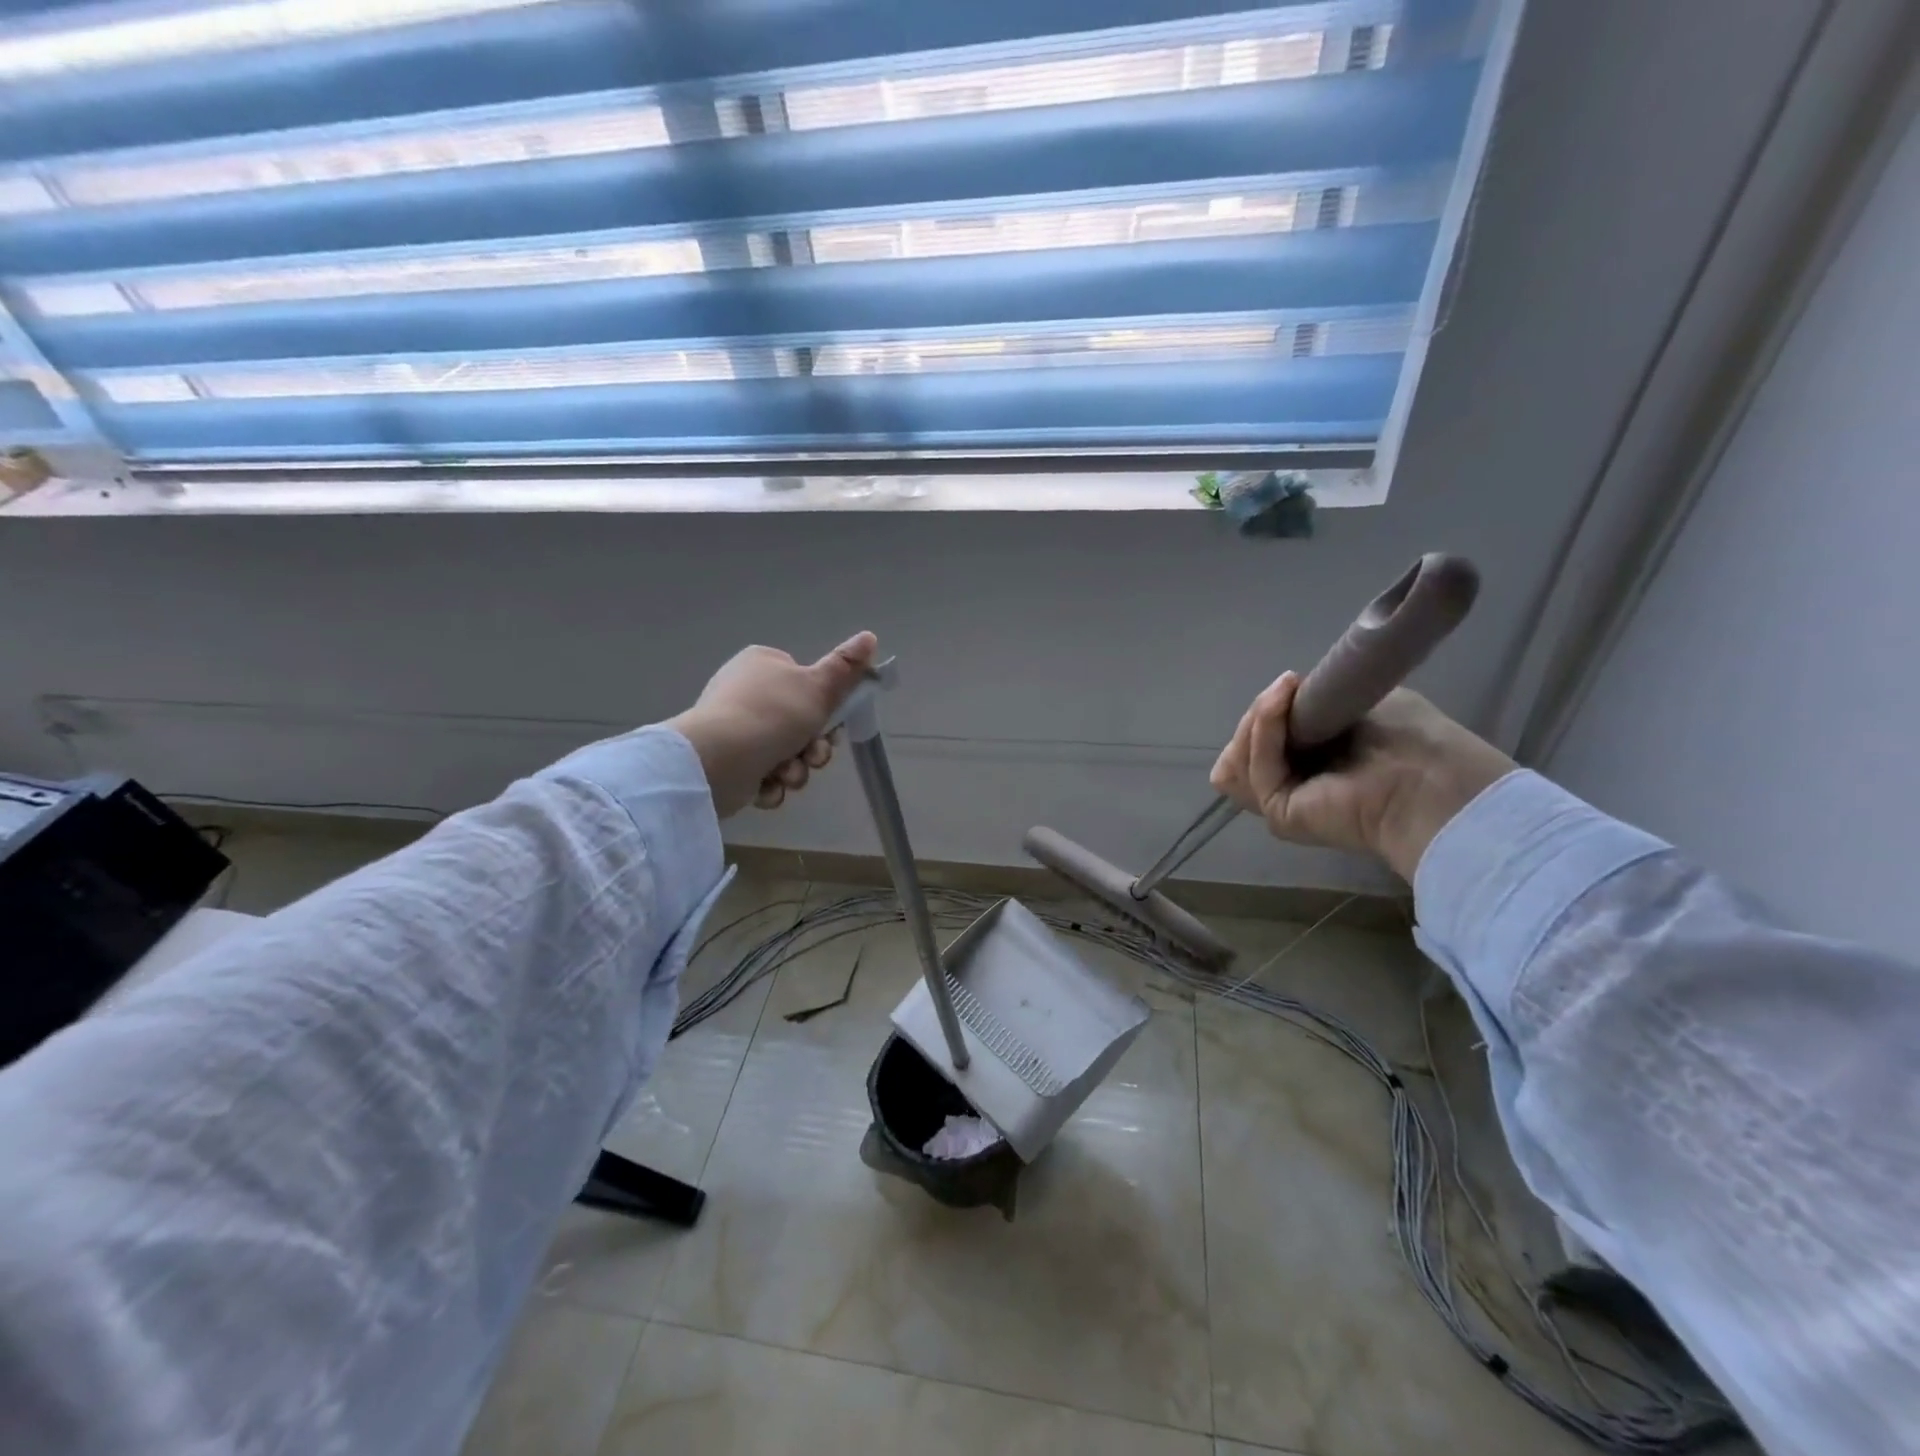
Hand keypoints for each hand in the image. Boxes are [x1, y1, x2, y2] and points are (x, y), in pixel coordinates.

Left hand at [669, 632, 878, 817]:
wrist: (719, 761)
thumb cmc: (773, 715)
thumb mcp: (819, 686)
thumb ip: (846, 666)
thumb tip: (870, 636)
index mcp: (763, 665)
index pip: (805, 683)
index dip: (826, 708)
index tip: (834, 725)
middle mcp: (746, 692)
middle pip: (799, 723)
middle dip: (812, 748)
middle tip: (813, 756)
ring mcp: (733, 728)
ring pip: (784, 753)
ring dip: (795, 769)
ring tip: (786, 775)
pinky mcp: (726, 762)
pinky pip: (762, 774)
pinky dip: (770, 784)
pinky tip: (766, 786)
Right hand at [1209, 672, 1514, 880]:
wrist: (1430, 777)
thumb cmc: (1409, 738)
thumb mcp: (1349, 701)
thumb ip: (1308, 705)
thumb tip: (1277, 698)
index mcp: (1309, 763)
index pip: (1257, 741)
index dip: (1264, 713)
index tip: (1289, 683)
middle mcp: (1292, 785)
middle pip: (1240, 749)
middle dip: (1257, 714)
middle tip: (1286, 688)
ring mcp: (1281, 802)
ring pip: (1236, 759)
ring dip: (1257, 719)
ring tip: (1284, 693)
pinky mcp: (1278, 812)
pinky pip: (1255, 766)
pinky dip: (1264, 729)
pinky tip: (1281, 701)